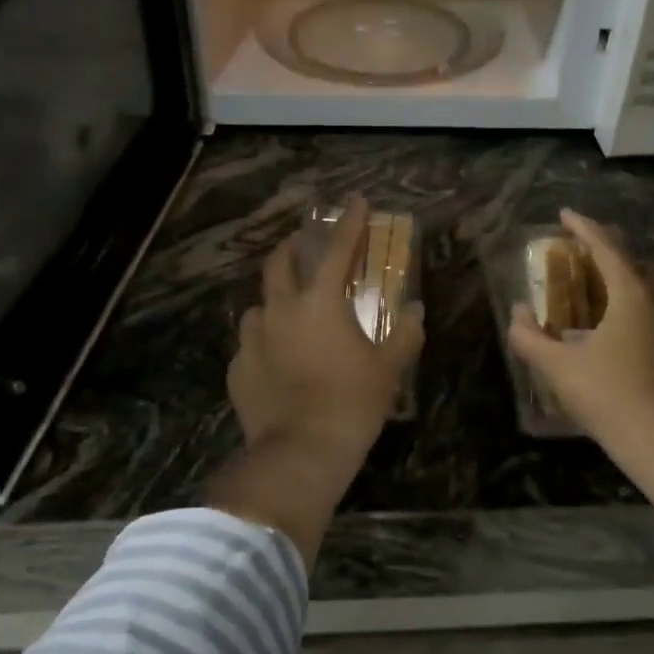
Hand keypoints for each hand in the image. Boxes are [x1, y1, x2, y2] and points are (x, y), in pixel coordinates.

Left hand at [229, 197, 424, 467]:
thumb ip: (405, 335)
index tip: (356, 201)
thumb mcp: (388, 369)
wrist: (300, 452)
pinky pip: (251, 345)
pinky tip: (276, 360)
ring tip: (290, 313)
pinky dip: (265, 343)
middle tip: (307, 246)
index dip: (349, 223)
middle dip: (294, 247)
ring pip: (260, 306)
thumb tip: (416, 312)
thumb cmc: (352, 404)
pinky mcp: (238, 369)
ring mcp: (252, 340)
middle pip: (279, 263)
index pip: (337, 250)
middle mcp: (280, 311)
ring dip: (276, 300)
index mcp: (319, 302)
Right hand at [507, 209, 653, 455]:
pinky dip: (646, 316)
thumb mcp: (557, 367)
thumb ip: (530, 337)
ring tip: (608, 299)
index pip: (605, 247)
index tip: (565, 214)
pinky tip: (632, 341)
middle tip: (586, 260)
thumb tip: (518, 314)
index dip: (583, 227)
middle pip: (638, 263)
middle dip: (611, 254)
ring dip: (632, 284)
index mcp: (632, 295)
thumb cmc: (607, 396)